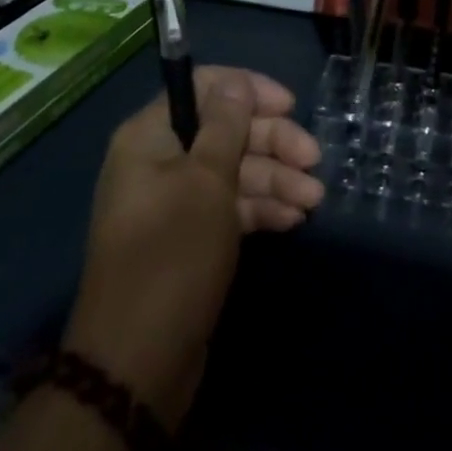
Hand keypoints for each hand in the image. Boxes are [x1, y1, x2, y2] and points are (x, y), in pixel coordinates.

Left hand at [63, 67, 322, 430]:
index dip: (248, 91)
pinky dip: (260, 209)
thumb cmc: (173, 256)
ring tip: (313, 200)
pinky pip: (229, 207)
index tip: (289, 105)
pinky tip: (293, 220)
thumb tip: (235, 84)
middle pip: (224, 131)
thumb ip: (225, 126)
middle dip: (272, 143)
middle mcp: (160, 161)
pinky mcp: (190, 239)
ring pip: (232, 171)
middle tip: (314, 160)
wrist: (137, 367)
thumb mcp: (206, 182)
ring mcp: (175, 203)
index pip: (203, 88)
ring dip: (275, 179)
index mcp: (150, 137)